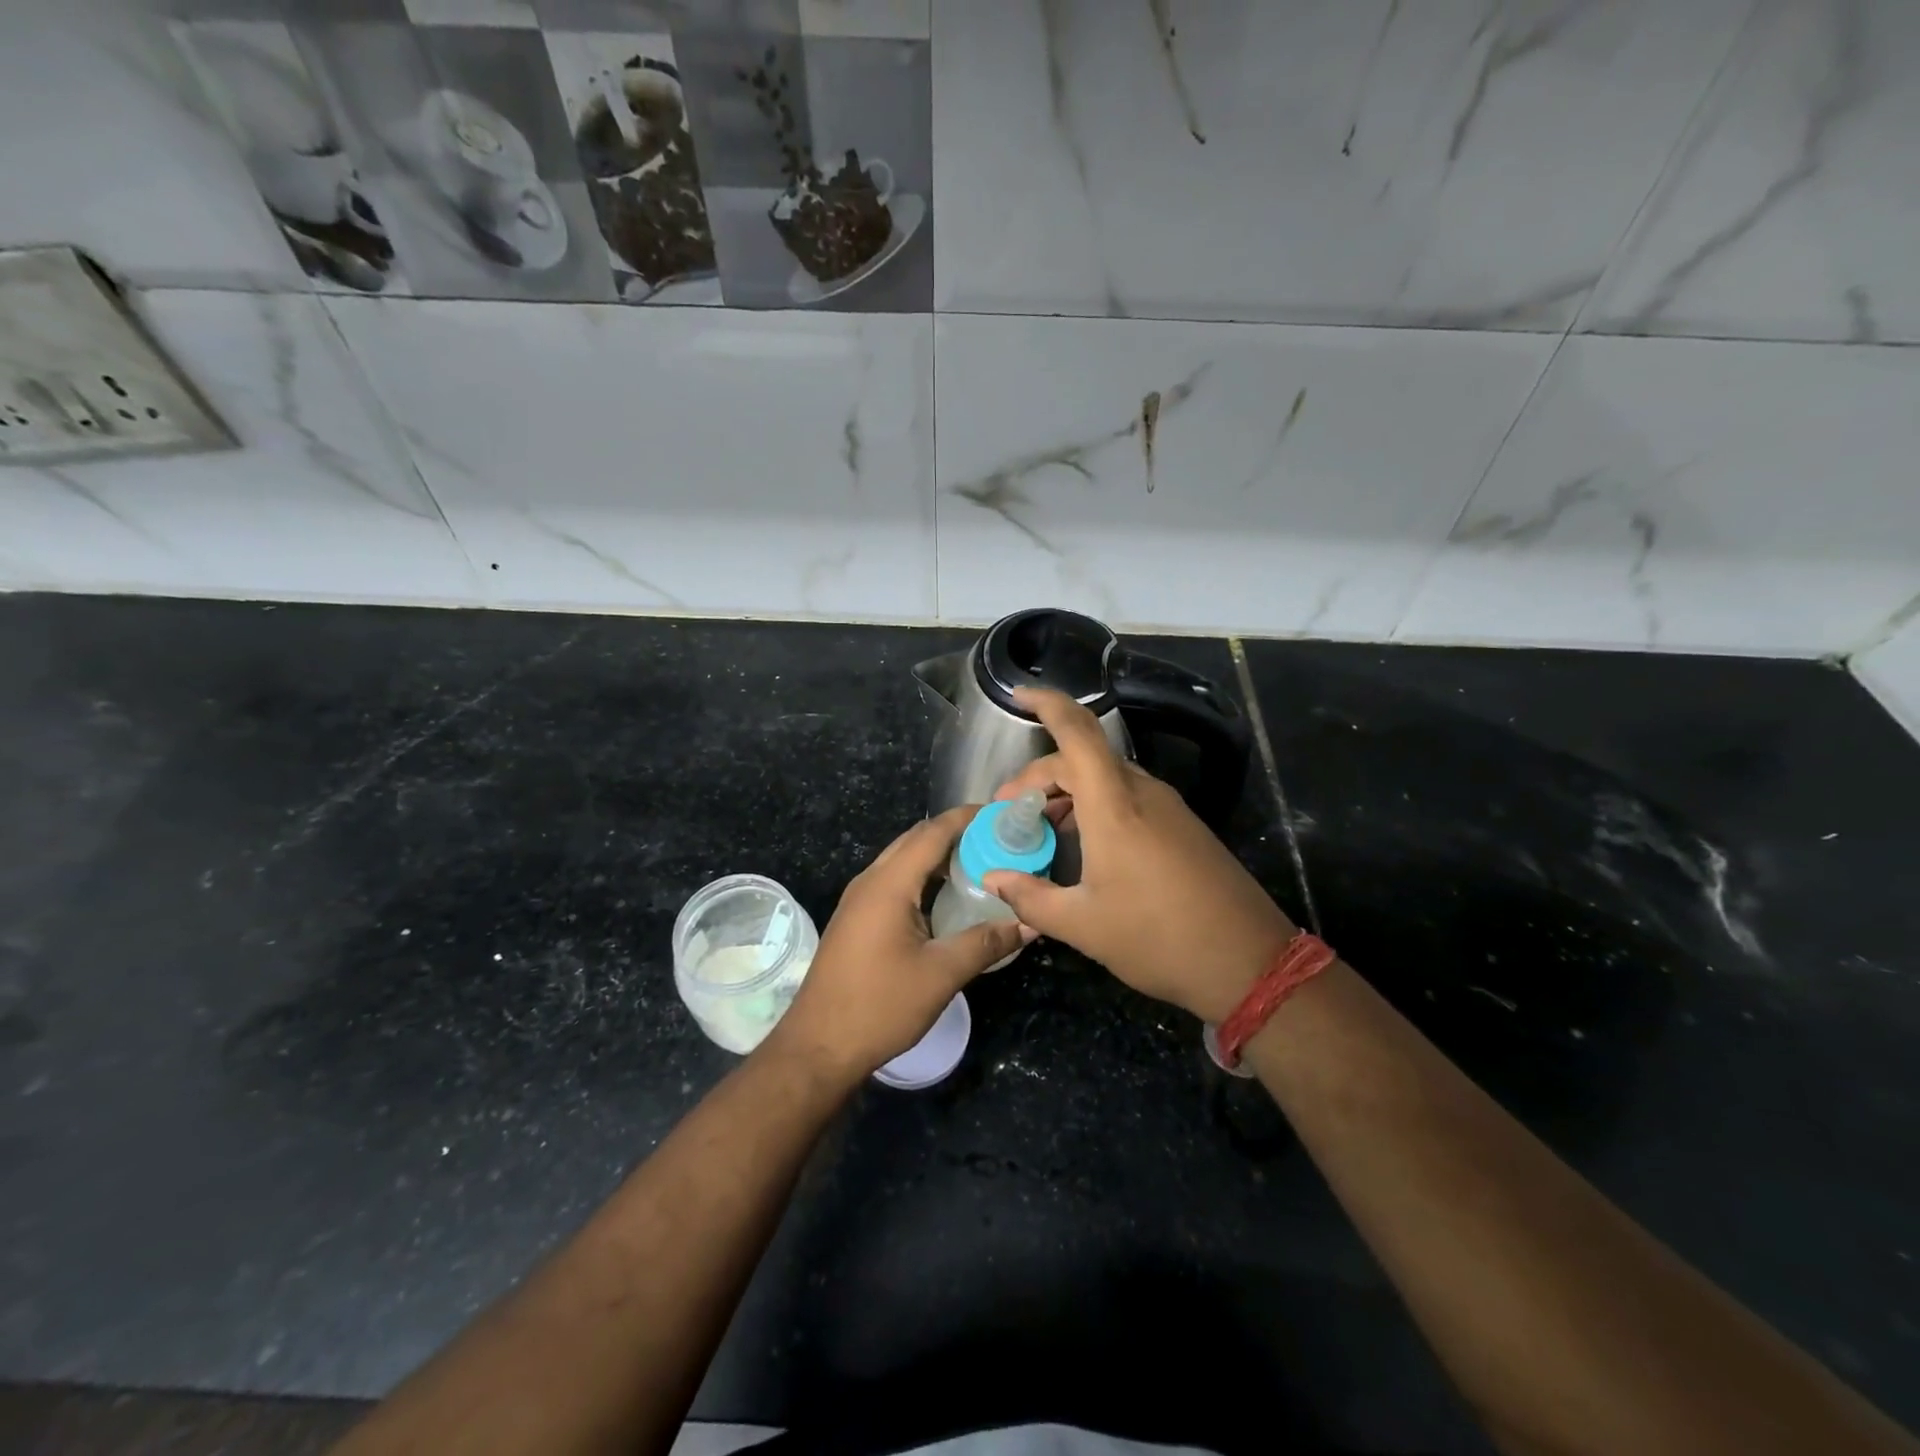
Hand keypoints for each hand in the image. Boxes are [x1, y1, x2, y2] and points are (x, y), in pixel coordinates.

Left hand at [768, 805, 1033, 1082]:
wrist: (818, 1047)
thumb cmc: (880, 1006)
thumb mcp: (941, 974)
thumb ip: (986, 943)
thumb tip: (1029, 923)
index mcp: (889, 884)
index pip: (932, 832)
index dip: (966, 818)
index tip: (1001, 813)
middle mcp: (870, 881)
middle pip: (915, 840)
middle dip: (955, 832)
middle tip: (997, 839)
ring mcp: (859, 900)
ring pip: (903, 860)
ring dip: (938, 855)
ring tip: (980, 862)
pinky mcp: (856, 919)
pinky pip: (894, 881)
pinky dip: (923, 876)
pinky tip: (946, 897)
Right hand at [982, 687, 1294, 1023]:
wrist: (1250, 962)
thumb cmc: (1158, 938)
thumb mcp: (1083, 925)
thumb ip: (1030, 897)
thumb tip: (993, 878)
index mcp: (1114, 805)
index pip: (1077, 732)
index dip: (1046, 703)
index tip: (1017, 694)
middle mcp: (1141, 793)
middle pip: (1083, 757)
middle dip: (1040, 774)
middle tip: (1010, 809)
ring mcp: (1167, 807)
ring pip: (1107, 777)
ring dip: (1068, 791)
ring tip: (1042, 827)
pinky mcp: (1183, 826)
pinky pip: (1128, 797)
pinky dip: (1096, 806)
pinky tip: (1084, 845)